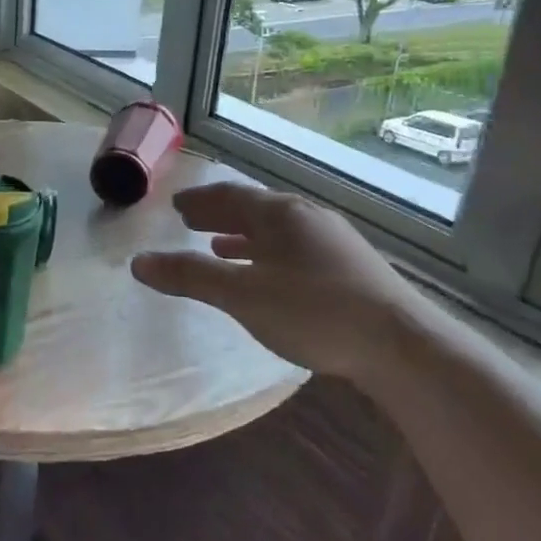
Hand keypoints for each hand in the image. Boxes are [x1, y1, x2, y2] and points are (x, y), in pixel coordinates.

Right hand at [130, 181, 437, 389]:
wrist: (402, 344)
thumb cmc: (314, 311)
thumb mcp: (242, 295)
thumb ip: (190, 276)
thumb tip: (138, 262)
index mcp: (280, 214)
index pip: (229, 196)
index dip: (200, 202)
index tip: (177, 206)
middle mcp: (307, 217)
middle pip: (254, 209)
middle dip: (219, 214)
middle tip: (190, 220)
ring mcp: (333, 241)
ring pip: (277, 230)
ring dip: (244, 236)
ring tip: (220, 246)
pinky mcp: (350, 267)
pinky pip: (295, 249)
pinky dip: (270, 254)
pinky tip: (269, 275)